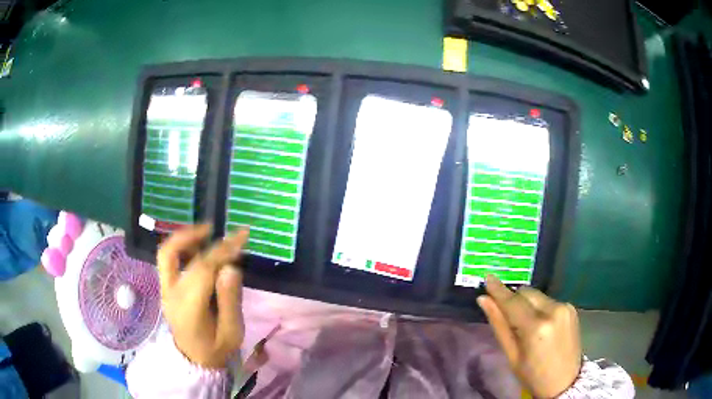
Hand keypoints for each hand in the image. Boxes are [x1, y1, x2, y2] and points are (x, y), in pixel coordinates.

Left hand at [157, 224, 249, 368]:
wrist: (194, 359)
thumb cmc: (216, 349)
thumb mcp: (232, 332)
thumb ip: (230, 300)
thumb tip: (231, 267)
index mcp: (189, 308)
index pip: (202, 269)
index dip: (221, 250)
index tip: (241, 236)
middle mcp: (171, 294)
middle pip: (178, 256)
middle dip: (198, 237)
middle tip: (216, 228)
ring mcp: (165, 289)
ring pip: (166, 254)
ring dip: (183, 237)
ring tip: (204, 231)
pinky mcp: (165, 287)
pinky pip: (168, 260)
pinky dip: (180, 246)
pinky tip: (196, 245)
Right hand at [477, 275, 581, 397]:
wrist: (565, 382)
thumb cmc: (533, 375)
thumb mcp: (512, 356)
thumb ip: (499, 325)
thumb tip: (484, 300)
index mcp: (536, 327)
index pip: (512, 302)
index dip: (498, 290)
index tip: (487, 277)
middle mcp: (553, 310)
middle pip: (526, 293)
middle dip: (513, 299)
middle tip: (506, 314)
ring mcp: (565, 307)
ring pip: (537, 295)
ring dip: (527, 304)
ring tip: (526, 324)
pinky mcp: (571, 308)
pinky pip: (548, 300)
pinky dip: (539, 308)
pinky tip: (541, 324)